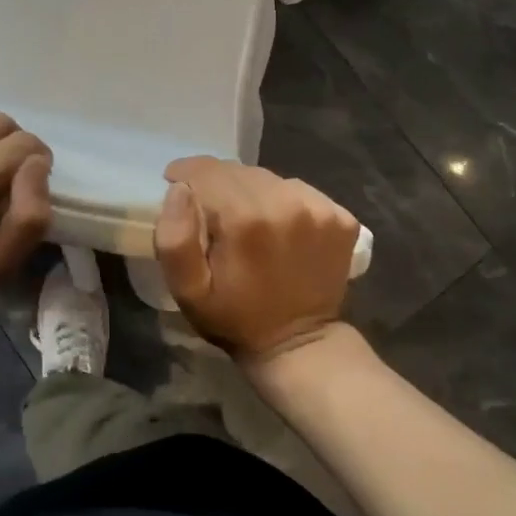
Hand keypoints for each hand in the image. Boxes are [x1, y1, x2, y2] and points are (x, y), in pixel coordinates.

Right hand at [154, 157, 360, 362]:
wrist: (300, 345)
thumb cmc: (234, 317)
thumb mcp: (187, 290)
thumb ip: (174, 237)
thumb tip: (179, 189)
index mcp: (245, 218)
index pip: (206, 171)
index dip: (185, 173)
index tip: (175, 183)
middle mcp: (286, 203)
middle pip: (238, 171)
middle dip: (216, 185)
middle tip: (209, 210)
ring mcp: (319, 209)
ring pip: (267, 178)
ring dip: (249, 191)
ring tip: (244, 219)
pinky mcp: (341, 217)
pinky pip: (297, 190)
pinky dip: (281, 200)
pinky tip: (277, 226)